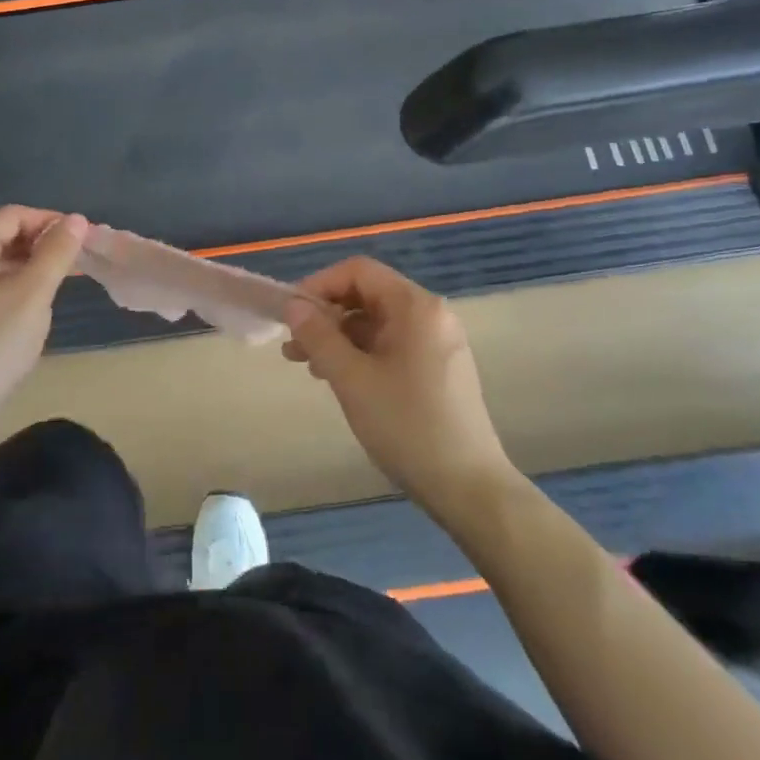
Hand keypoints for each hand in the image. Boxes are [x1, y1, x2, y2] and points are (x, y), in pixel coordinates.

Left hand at [0, 206, 87, 418]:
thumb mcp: (34, 293)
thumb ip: (57, 252)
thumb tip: (76, 219)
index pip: (13, 216)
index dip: (49, 221)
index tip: (80, 238)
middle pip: (2, 234)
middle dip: (41, 241)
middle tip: (76, 259)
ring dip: (31, 262)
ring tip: (63, 279)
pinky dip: (15, 281)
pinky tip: (36, 300)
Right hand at [284, 257, 514, 514]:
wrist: (469, 488)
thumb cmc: (407, 426)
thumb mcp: (352, 379)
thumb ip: (319, 336)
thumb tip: (294, 306)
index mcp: (415, 306)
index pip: (358, 271)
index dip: (319, 285)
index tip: (291, 314)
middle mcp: (431, 314)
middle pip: (368, 295)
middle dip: (326, 315)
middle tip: (293, 346)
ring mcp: (438, 342)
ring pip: (377, 322)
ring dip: (339, 337)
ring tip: (308, 366)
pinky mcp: (439, 368)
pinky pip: (392, 344)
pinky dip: (362, 353)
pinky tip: (340, 379)